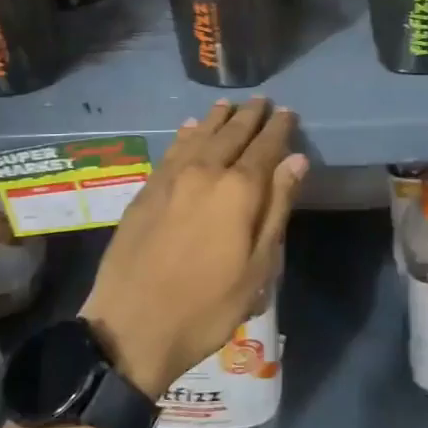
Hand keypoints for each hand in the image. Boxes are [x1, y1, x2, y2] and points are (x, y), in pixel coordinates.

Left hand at [80, 99, 307, 398]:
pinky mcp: (147, 190)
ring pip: (199, 136)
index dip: (278, 129)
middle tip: (262, 101)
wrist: (132, 327)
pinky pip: (172, 150)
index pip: (265, 148)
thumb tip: (296, 160)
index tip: (287, 112)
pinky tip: (190, 128)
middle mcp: (205, 172)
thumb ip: (277, 207)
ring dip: (217, 118)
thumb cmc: (208, 306)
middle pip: (232, 134)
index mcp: (238, 191)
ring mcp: (171, 179)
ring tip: (228, 105)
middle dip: (249, 116)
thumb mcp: (258, 267)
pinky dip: (186, 135)